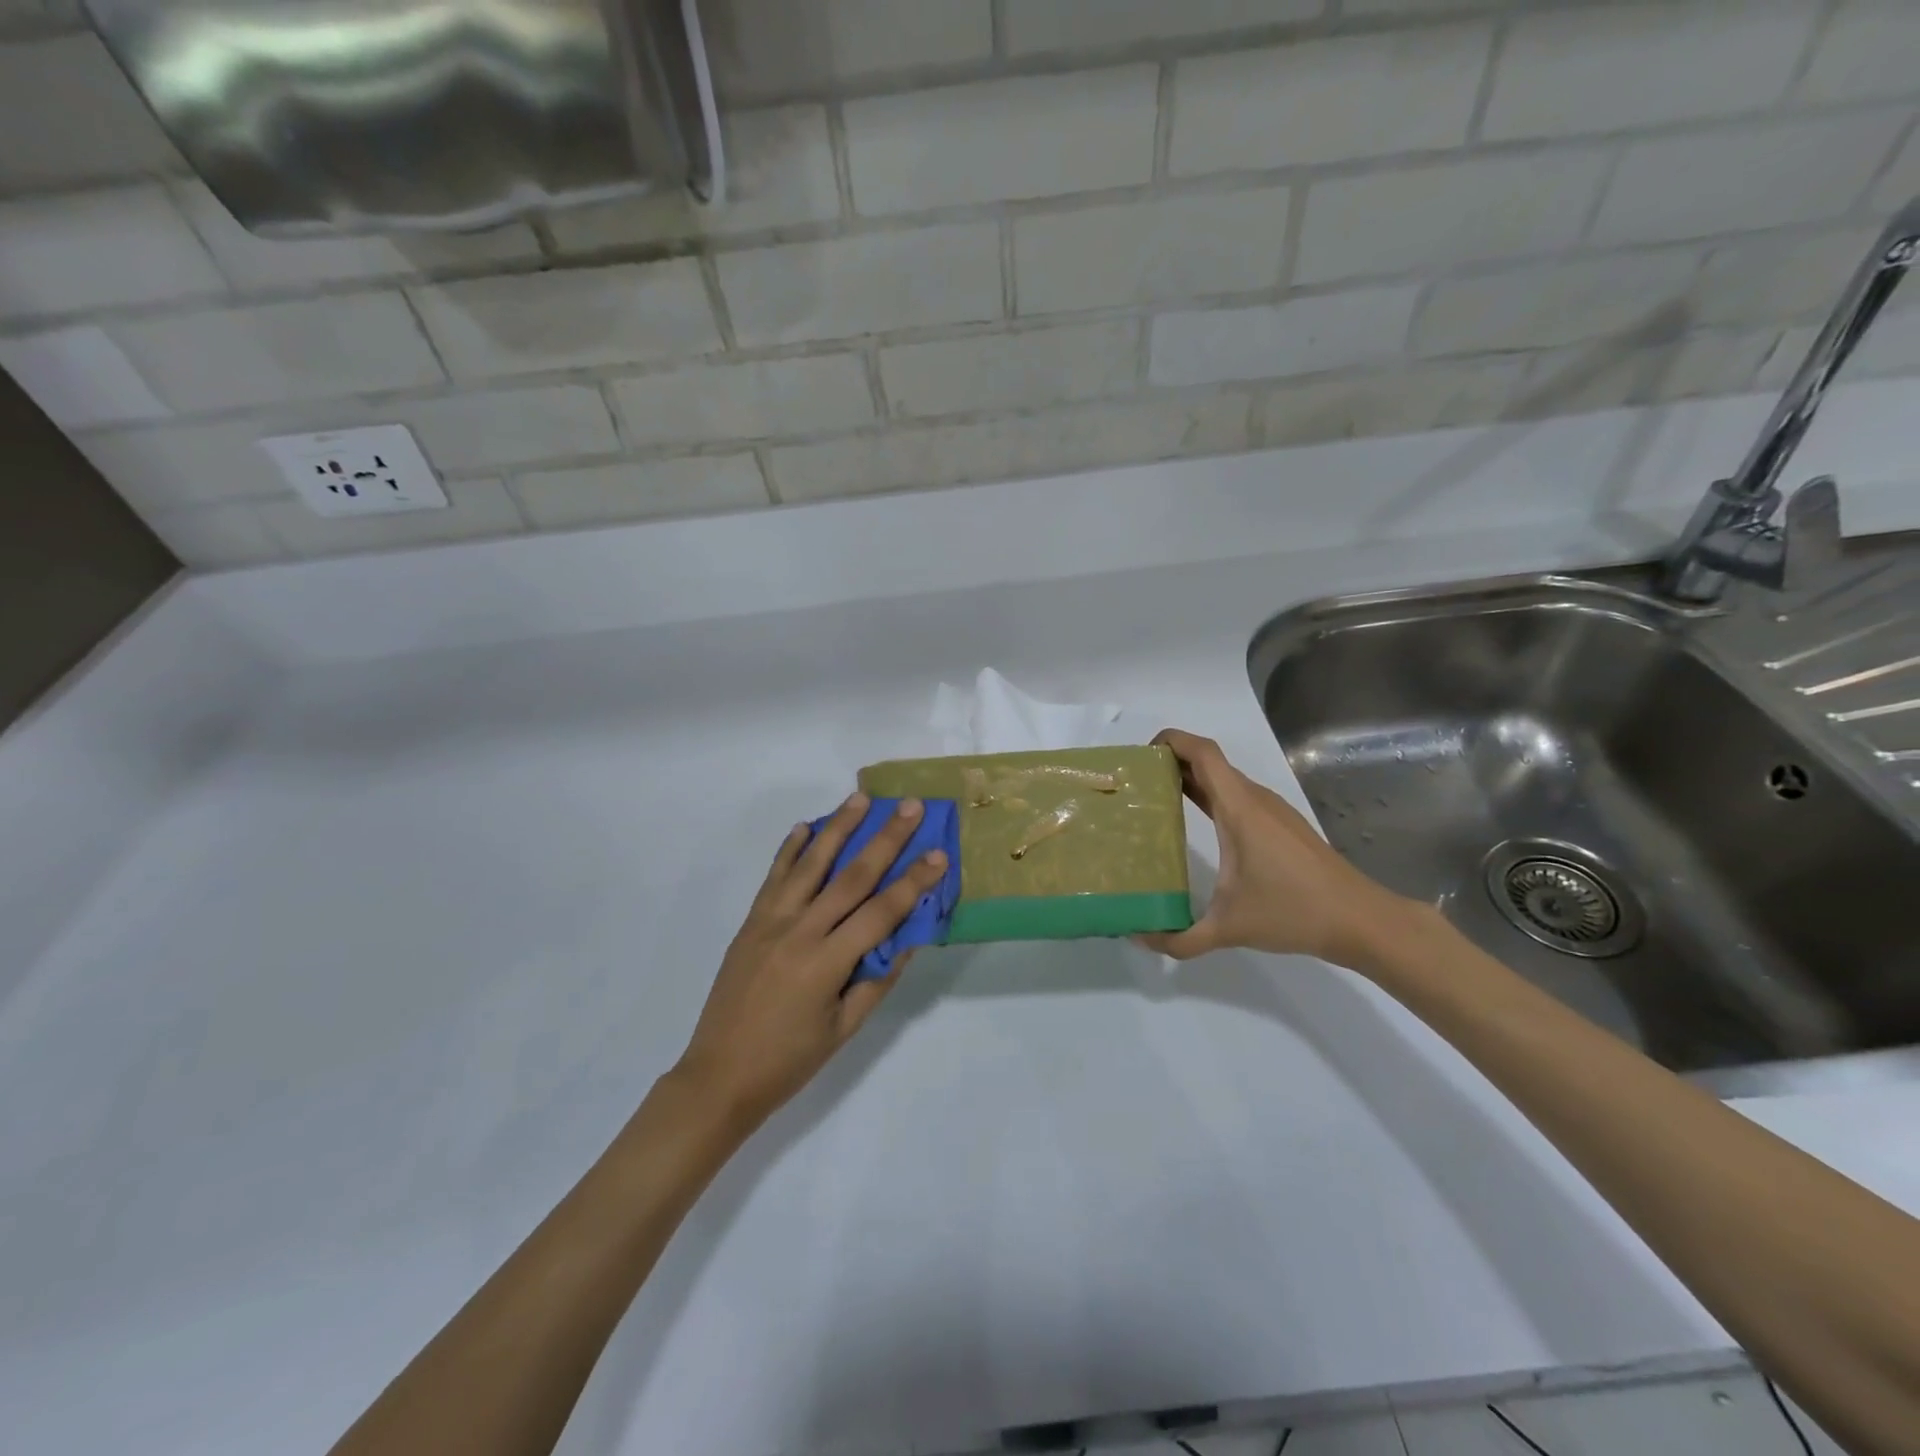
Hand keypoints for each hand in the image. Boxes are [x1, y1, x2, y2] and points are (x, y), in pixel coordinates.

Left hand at [674, 794, 946, 1133]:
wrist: (718, 1076)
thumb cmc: (789, 1060)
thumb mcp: (844, 1029)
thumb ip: (877, 980)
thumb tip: (907, 939)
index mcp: (826, 963)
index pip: (880, 913)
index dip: (913, 883)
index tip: (938, 854)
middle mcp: (799, 932)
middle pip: (851, 876)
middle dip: (885, 839)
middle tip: (910, 807)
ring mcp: (770, 922)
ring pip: (810, 864)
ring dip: (838, 828)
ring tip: (860, 798)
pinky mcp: (751, 922)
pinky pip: (774, 877)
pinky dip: (790, 849)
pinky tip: (805, 827)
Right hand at [1139, 729, 1418, 966]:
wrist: (1361, 920)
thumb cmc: (1294, 912)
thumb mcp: (1228, 928)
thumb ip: (1180, 938)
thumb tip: (1140, 939)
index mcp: (1239, 808)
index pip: (1202, 752)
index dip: (1171, 741)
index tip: (1140, 757)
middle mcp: (1254, 799)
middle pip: (1208, 761)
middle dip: (1170, 763)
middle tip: (1136, 784)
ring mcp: (1271, 811)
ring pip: (1224, 779)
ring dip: (1190, 780)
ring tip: (1156, 802)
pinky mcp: (1281, 825)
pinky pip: (1237, 797)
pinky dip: (1210, 797)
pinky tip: (1197, 825)